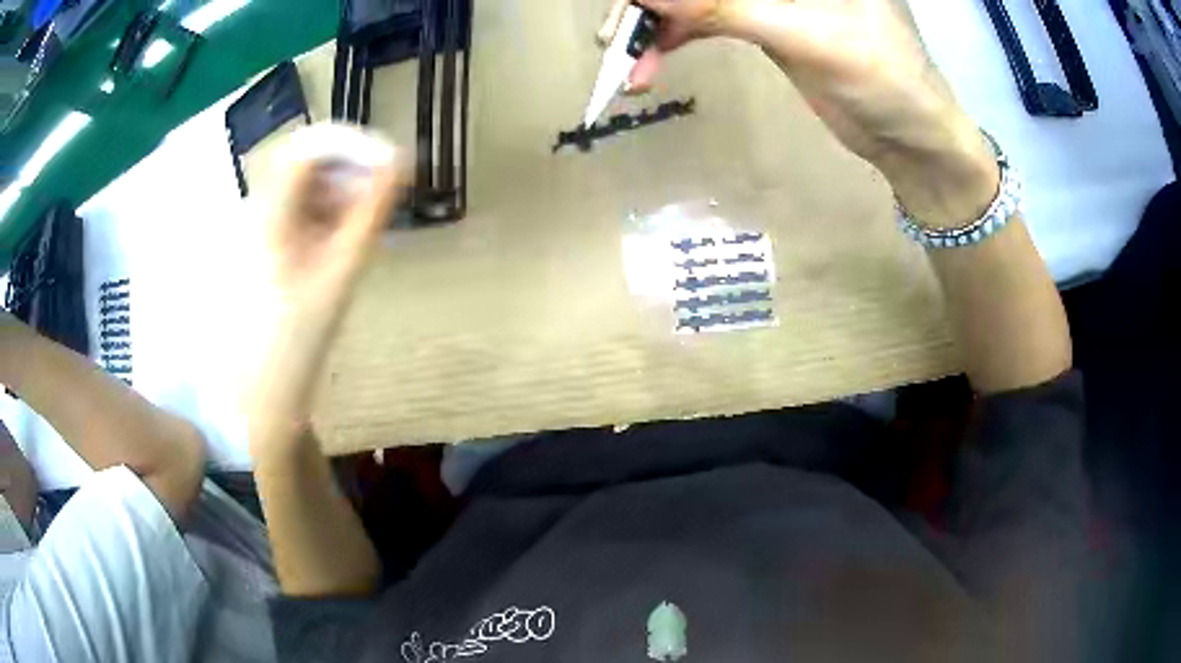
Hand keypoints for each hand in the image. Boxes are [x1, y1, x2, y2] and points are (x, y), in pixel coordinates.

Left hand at [249, 126, 409, 450]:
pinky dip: (325, 212)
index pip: (310, 147)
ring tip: (367, 218)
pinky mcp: (263, 245)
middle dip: (350, 168)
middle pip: (307, 161)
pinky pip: (297, 210)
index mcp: (271, 212)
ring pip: (303, 185)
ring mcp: (258, 227)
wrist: (262, 387)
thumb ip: (370, 213)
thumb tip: (400, 165)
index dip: (353, 145)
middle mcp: (259, 209)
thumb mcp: (340, 272)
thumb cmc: (298, 337)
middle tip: (384, 194)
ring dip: (340, 190)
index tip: (392, 163)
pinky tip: (341, 236)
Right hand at [600, 0, 999, 227]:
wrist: (912, 139)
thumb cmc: (885, 80)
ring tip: (623, 60)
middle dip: (653, 2)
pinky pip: (704, 20)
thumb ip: (727, 7)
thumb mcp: (809, 37)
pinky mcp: (762, 21)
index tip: (633, 4)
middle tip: (616, 35)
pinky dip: (673, 40)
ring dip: (655, 24)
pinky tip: (648, 65)